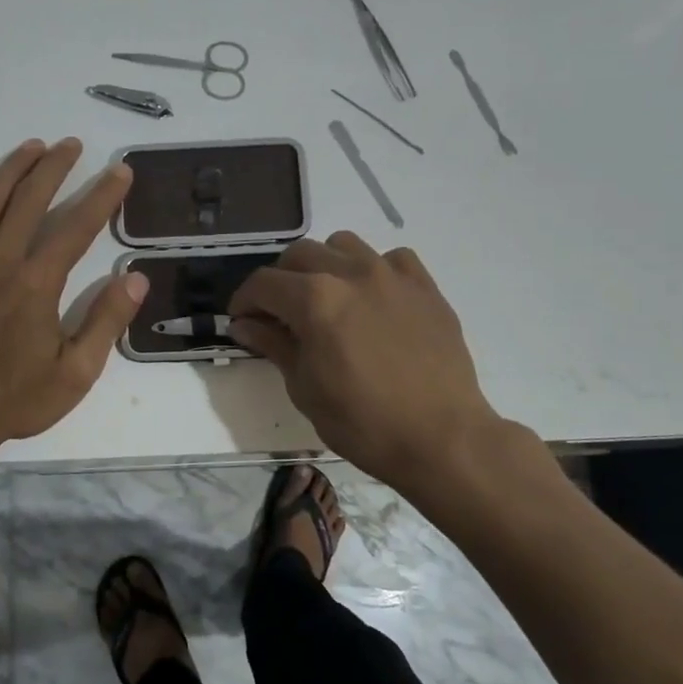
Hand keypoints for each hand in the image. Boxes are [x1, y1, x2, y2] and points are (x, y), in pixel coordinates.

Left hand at [0, 138, 147, 449]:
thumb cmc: (14, 401)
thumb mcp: (75, 374)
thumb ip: (105, 323)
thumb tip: (135, 279)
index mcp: (36, 284)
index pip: (76, 226)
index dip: (101, 195)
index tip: (119, 171)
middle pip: (28, 199)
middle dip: (54, 167)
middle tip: (71, 145)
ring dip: (8, 169)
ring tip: (30, 148)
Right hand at [228, 233, 506, 489]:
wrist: (441, 438)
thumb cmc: (363, 422)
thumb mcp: (304, 388)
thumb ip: (273, 345)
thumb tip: (245, 324)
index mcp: (315, 299)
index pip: (263, 283)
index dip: (244, 300)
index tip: (241, 320)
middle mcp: (351, 273)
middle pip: (299, 254)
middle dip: (279, 280)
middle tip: (278, 312)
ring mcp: (392, 275)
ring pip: (343, 244)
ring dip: (323, 264)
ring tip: (325, 297)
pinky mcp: (424, 286)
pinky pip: (390, 258)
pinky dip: (371, 269)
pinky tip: (372, 299)